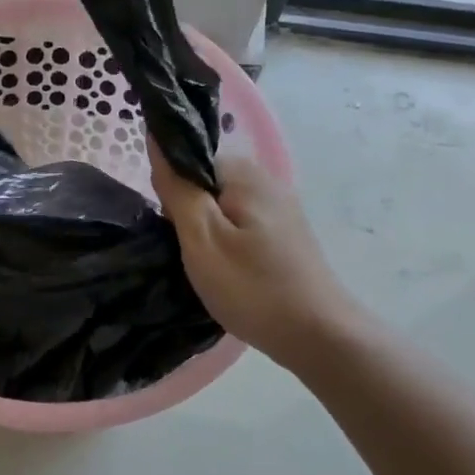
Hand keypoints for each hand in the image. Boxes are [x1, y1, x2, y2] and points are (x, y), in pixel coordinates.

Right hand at [148, 142, 357, 371]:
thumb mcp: (202, 238)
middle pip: (207, 181)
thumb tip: (156, 139)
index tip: (170, 226)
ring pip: (222, 206)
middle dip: (187, 210)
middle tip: (186, 251)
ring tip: (203, 265)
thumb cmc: (252, 287)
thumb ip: (177, 188)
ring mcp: (280, 209)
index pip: (191, 158)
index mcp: (245, 173)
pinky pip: (240, 224)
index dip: (172, 188)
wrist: (318, 335)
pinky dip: (226, 242)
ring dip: (205, 230)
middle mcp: (266, 181)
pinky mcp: (285, 235)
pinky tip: (227, 270)